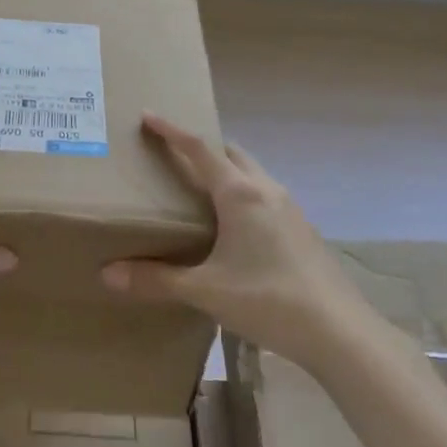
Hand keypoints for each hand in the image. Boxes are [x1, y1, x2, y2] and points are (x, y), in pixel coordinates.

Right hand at [101, 114, 367, 368]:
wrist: (339, 331)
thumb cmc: (268, 300)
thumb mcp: (206, 291)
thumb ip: (157, 279)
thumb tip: (107, 274)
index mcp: (239, 193)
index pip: (199, 149)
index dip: (172, 130)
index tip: (148, 115)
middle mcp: (265, 189)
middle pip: (230, 153)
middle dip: (201, 147)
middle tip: (173, 155)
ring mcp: (289, 207)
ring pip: (251, 173)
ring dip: (225, 170)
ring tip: (200, 189)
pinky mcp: (302, 228)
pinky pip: (264, 195)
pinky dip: (242, 193)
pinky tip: (234, 226)